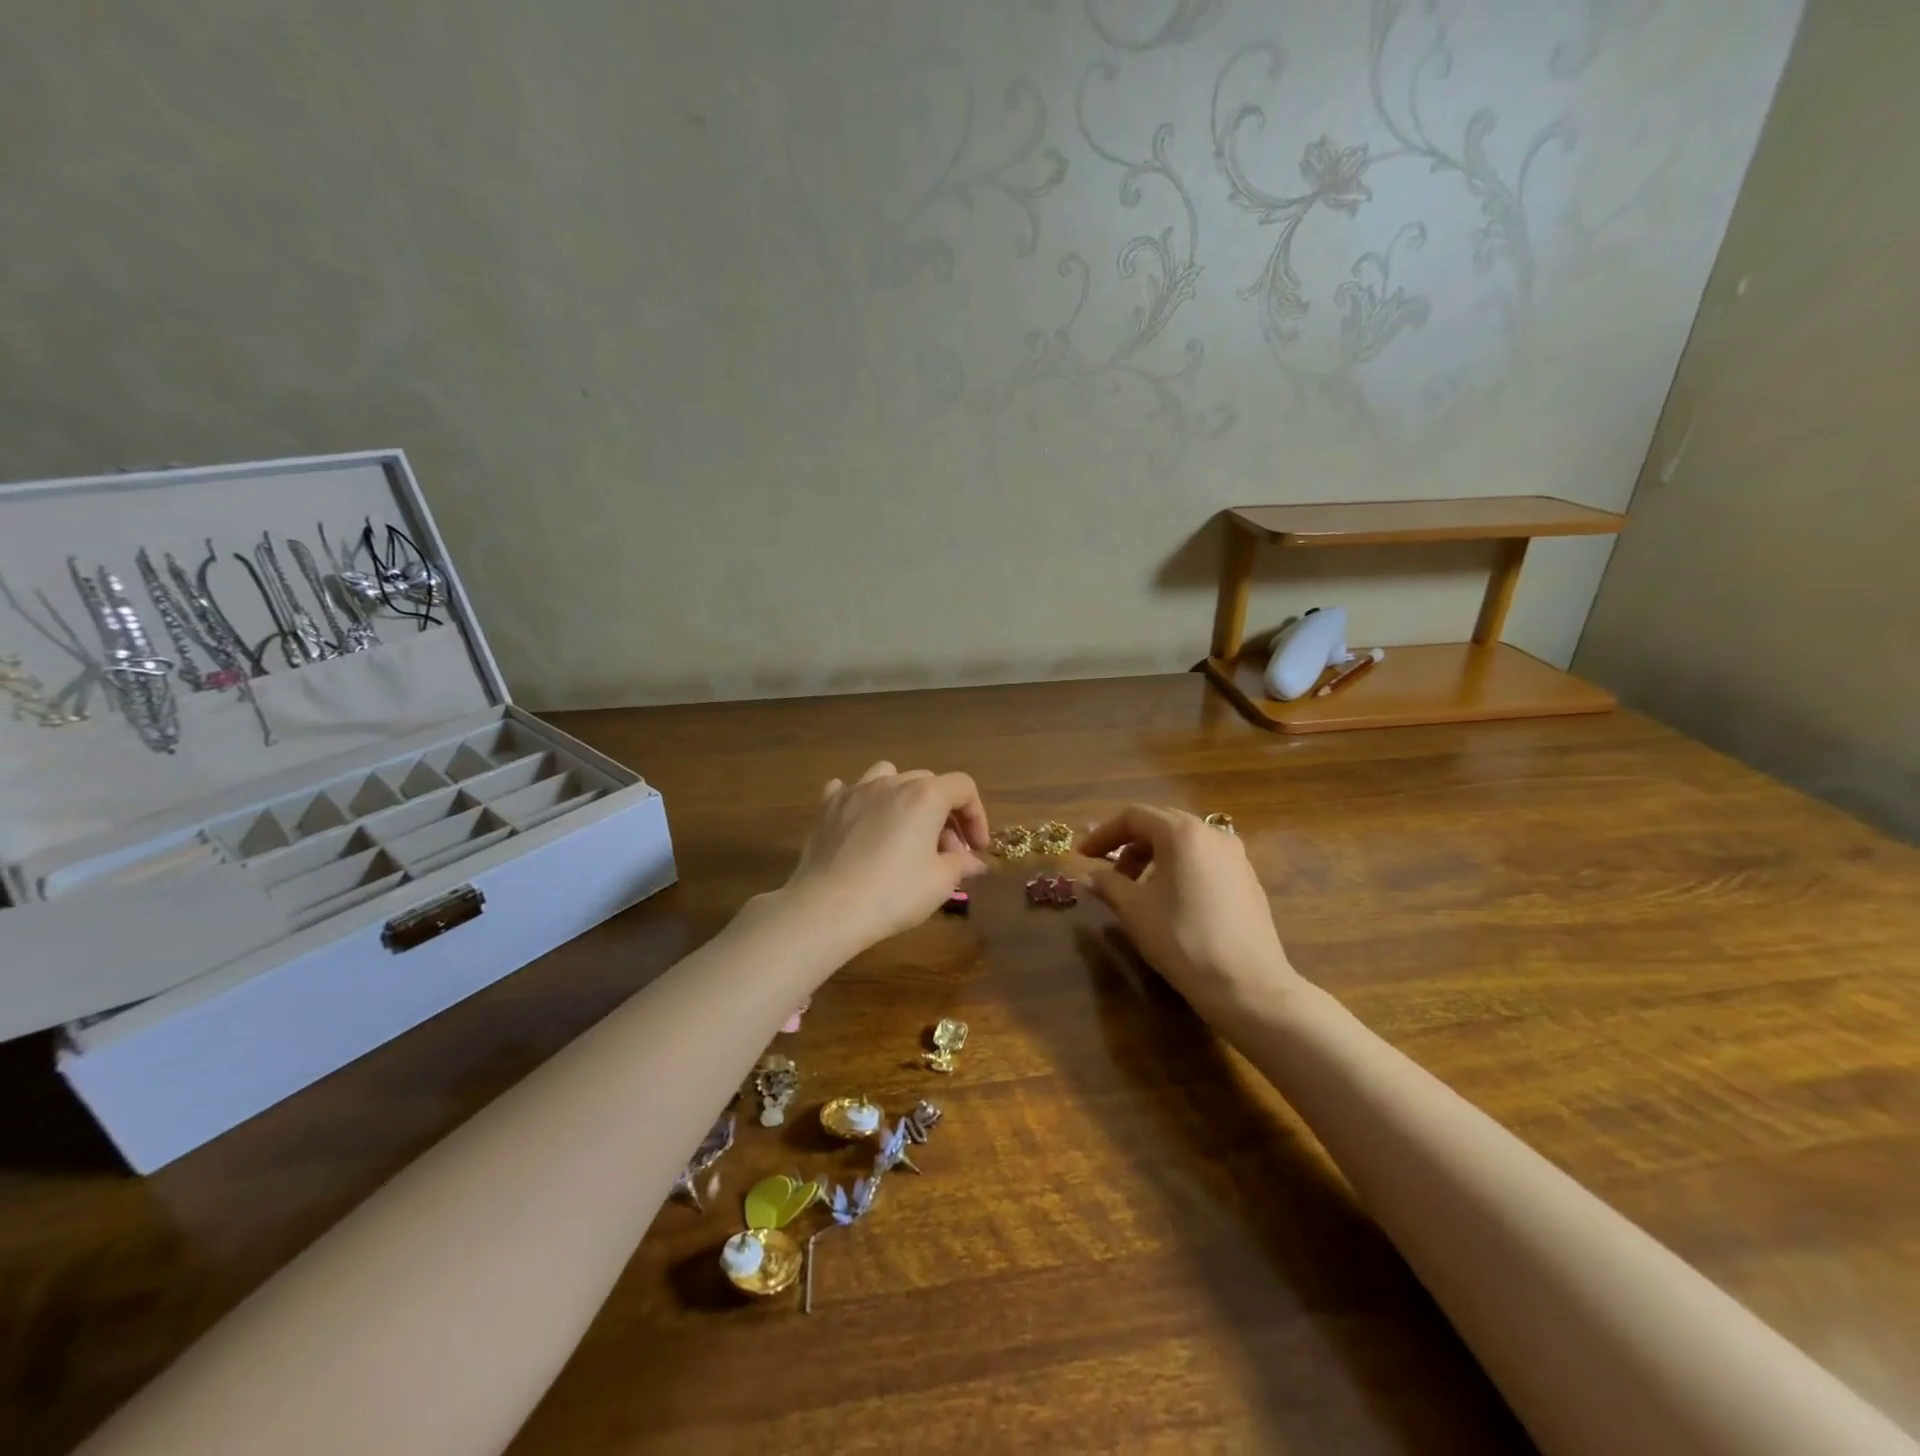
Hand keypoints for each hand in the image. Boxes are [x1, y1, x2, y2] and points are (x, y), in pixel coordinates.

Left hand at [782, 761, 990, 954]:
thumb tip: (973, 863)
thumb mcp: (940, 883)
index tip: (976, 849)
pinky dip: (862, 801)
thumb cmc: (893, 893)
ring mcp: (856, 790)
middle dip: (944, 814)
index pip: (963, 788)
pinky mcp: (828, 806)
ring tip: (904, 827)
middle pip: (929, 783)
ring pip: (889, 775)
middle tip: (945, 851)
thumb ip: (961, 865)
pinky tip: (862, 823)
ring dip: (904, 796)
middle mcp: (892, 783)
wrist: (828, 907)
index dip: (977, 816)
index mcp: (925, 796)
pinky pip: (849, 789)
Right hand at [1080, 806, 1299, 1023]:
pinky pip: (1204, 859)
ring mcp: (1235, 855)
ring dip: (1153, 857)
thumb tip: (1090, 876)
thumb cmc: (1183, 939)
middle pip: (1160, 824)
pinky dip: (1179, 868)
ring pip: (1184, 842)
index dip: (1103, 834)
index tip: (1083, 856)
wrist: (1247, 985)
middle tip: (1107, 872)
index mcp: (1182, 833)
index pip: (1133, 816)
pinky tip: (1171, 901)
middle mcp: (1212, 833)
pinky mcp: (1248, 879)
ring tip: (1137, 890)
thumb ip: (1108, 884)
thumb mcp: (1134, 910)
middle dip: (1128, 844)